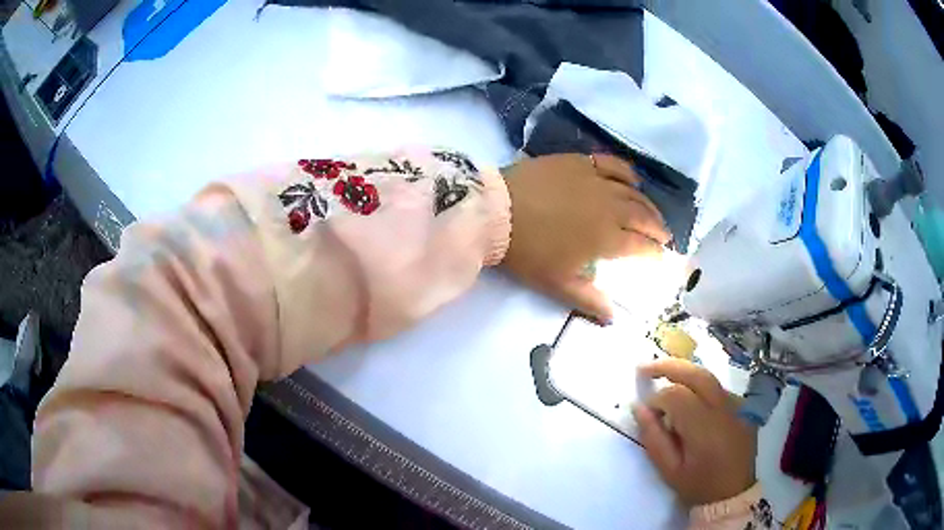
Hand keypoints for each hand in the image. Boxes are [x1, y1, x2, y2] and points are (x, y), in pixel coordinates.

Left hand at [500, 154, 669, 321]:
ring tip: (653, 213)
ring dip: (648, 204)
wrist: (495, 211)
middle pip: (644, 217)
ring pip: (633, 192)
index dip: (656, 254)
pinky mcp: (580, 162)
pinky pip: (613, 165)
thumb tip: (613, 318)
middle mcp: (610, 207)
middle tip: (665, 236)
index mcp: (608, 238)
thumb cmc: (527, 252)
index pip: (643, 247)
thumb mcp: (557, 284)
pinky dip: (628, 173)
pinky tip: (633, 180)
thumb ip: (589, 301)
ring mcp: (596, 180)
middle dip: (658, 228)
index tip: (663, 258)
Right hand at [632, 359, 756, 507]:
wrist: (733, 494)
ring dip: (685, 373)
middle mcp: (724, 410)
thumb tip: (638, 407)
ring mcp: (738, 406)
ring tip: (664, 376)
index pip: (677, 396)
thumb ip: (653, 438)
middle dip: (669, 366)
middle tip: (644, 368)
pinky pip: (718, 389)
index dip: (657, 398)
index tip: (646, 411)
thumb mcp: (669, 470)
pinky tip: (689, 398)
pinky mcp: (744, 407)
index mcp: (705, 429)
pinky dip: (700, 387)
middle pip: (697, 374)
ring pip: (709, 377)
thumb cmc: (698, 485)